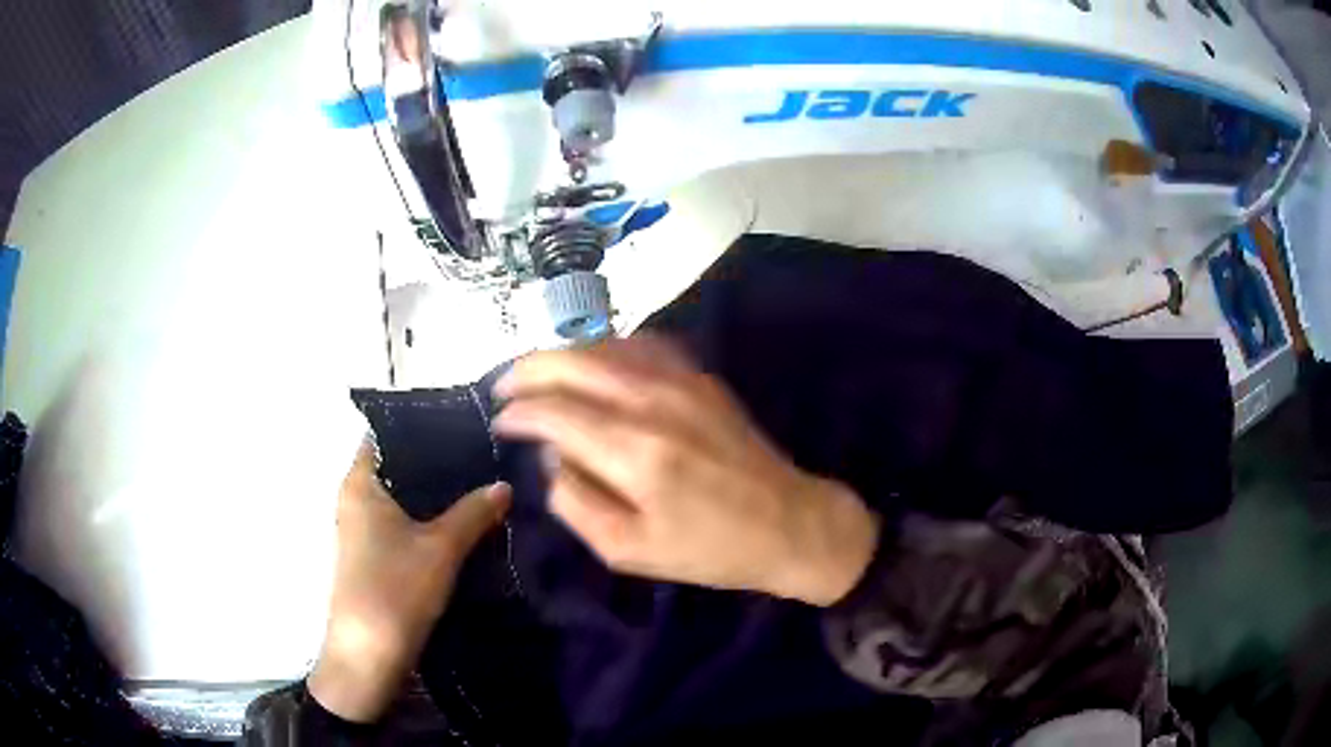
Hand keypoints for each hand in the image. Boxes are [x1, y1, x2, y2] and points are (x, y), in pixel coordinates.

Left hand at [309, 441, 510, 722]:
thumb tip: (504, 485)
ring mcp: (360, 529)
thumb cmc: (395, 589)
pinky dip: (427, 520)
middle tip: (482, 456)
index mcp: (360, 483)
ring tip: (479, 486)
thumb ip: (473, 512)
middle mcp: (354, 499)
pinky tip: (461, 524)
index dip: (422, 427)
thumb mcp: (441, 548)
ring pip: (401, 499)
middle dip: (437, 464)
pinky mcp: (371, 556)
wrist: (368, 654)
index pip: (387, 435)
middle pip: (397, 467)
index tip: (462, 425)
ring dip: (434, 496)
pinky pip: (401, 523)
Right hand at [493, 337, 879, 606]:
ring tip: (537, 375)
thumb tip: (551, 457)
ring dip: (560, 354)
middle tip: (503, 388)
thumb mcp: (628, 551)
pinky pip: (639, 344)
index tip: (499, 422)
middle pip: (571, 362)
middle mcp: (653, 401)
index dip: (517, 412)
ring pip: (603, 344)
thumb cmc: (708, 549)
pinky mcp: (700, 376)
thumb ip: (575, 502)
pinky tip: (591, 365)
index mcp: (634, 452)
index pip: (554, 411)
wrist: (790, 523)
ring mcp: (681, 380)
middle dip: (526, 369)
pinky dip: (603, 347)